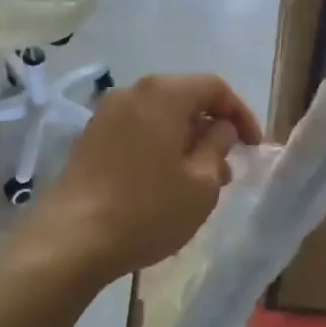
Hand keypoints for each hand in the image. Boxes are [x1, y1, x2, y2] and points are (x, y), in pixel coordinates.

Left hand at [25, 73, 261, 281]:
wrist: (72, 239)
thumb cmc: (147, 209)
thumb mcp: (201, 184)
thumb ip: (218, 147)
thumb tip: (221, 128)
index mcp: (163, 93)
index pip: (214, 88)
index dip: (241, 114)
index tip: (253, 147)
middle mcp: (132, 92)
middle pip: (184, 98)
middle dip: (212, 129)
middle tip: (228, 166)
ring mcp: (106, 114)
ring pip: (160, 117)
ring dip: (186, 141)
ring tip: (200, 181)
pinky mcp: (90, 138)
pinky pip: (137, 131)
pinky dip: (160, 147)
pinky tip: (166, 183)